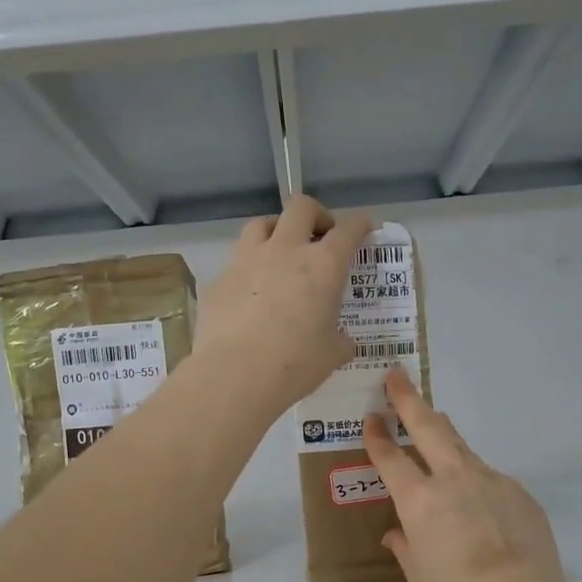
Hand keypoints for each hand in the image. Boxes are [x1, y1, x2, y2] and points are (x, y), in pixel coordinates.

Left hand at [196, 196, 371, 415]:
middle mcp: (285, 251)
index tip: (362, 228)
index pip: (348, 230)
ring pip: (261, 224)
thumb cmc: (295, 364)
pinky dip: (248, 270)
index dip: (359, 224)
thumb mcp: (332, 355)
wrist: (235, 374)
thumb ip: (340, 340)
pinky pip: (236, 263)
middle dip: (315, 215)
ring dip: (276, 232)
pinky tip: (249, 296)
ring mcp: (247, 260)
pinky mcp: (219, 280)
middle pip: (301, 207)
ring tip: (279, 254)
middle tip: (319, 237)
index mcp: (323, 266)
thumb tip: (341, 340)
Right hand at [363, 369, 570, 581]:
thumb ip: (405, 545)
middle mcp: (453, 479)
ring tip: (434, 427)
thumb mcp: (419, 574)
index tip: (370, 417)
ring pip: (462, 447)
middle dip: (409, 399)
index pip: (390, 458)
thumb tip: (399, 533)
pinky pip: (489, 478)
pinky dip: (476, 482)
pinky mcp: (519, 492)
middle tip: (397, 376)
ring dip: (444, 436)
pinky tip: (479, 507)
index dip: (377, 436)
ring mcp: (491, 480)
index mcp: (419, 500)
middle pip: (429, 426)